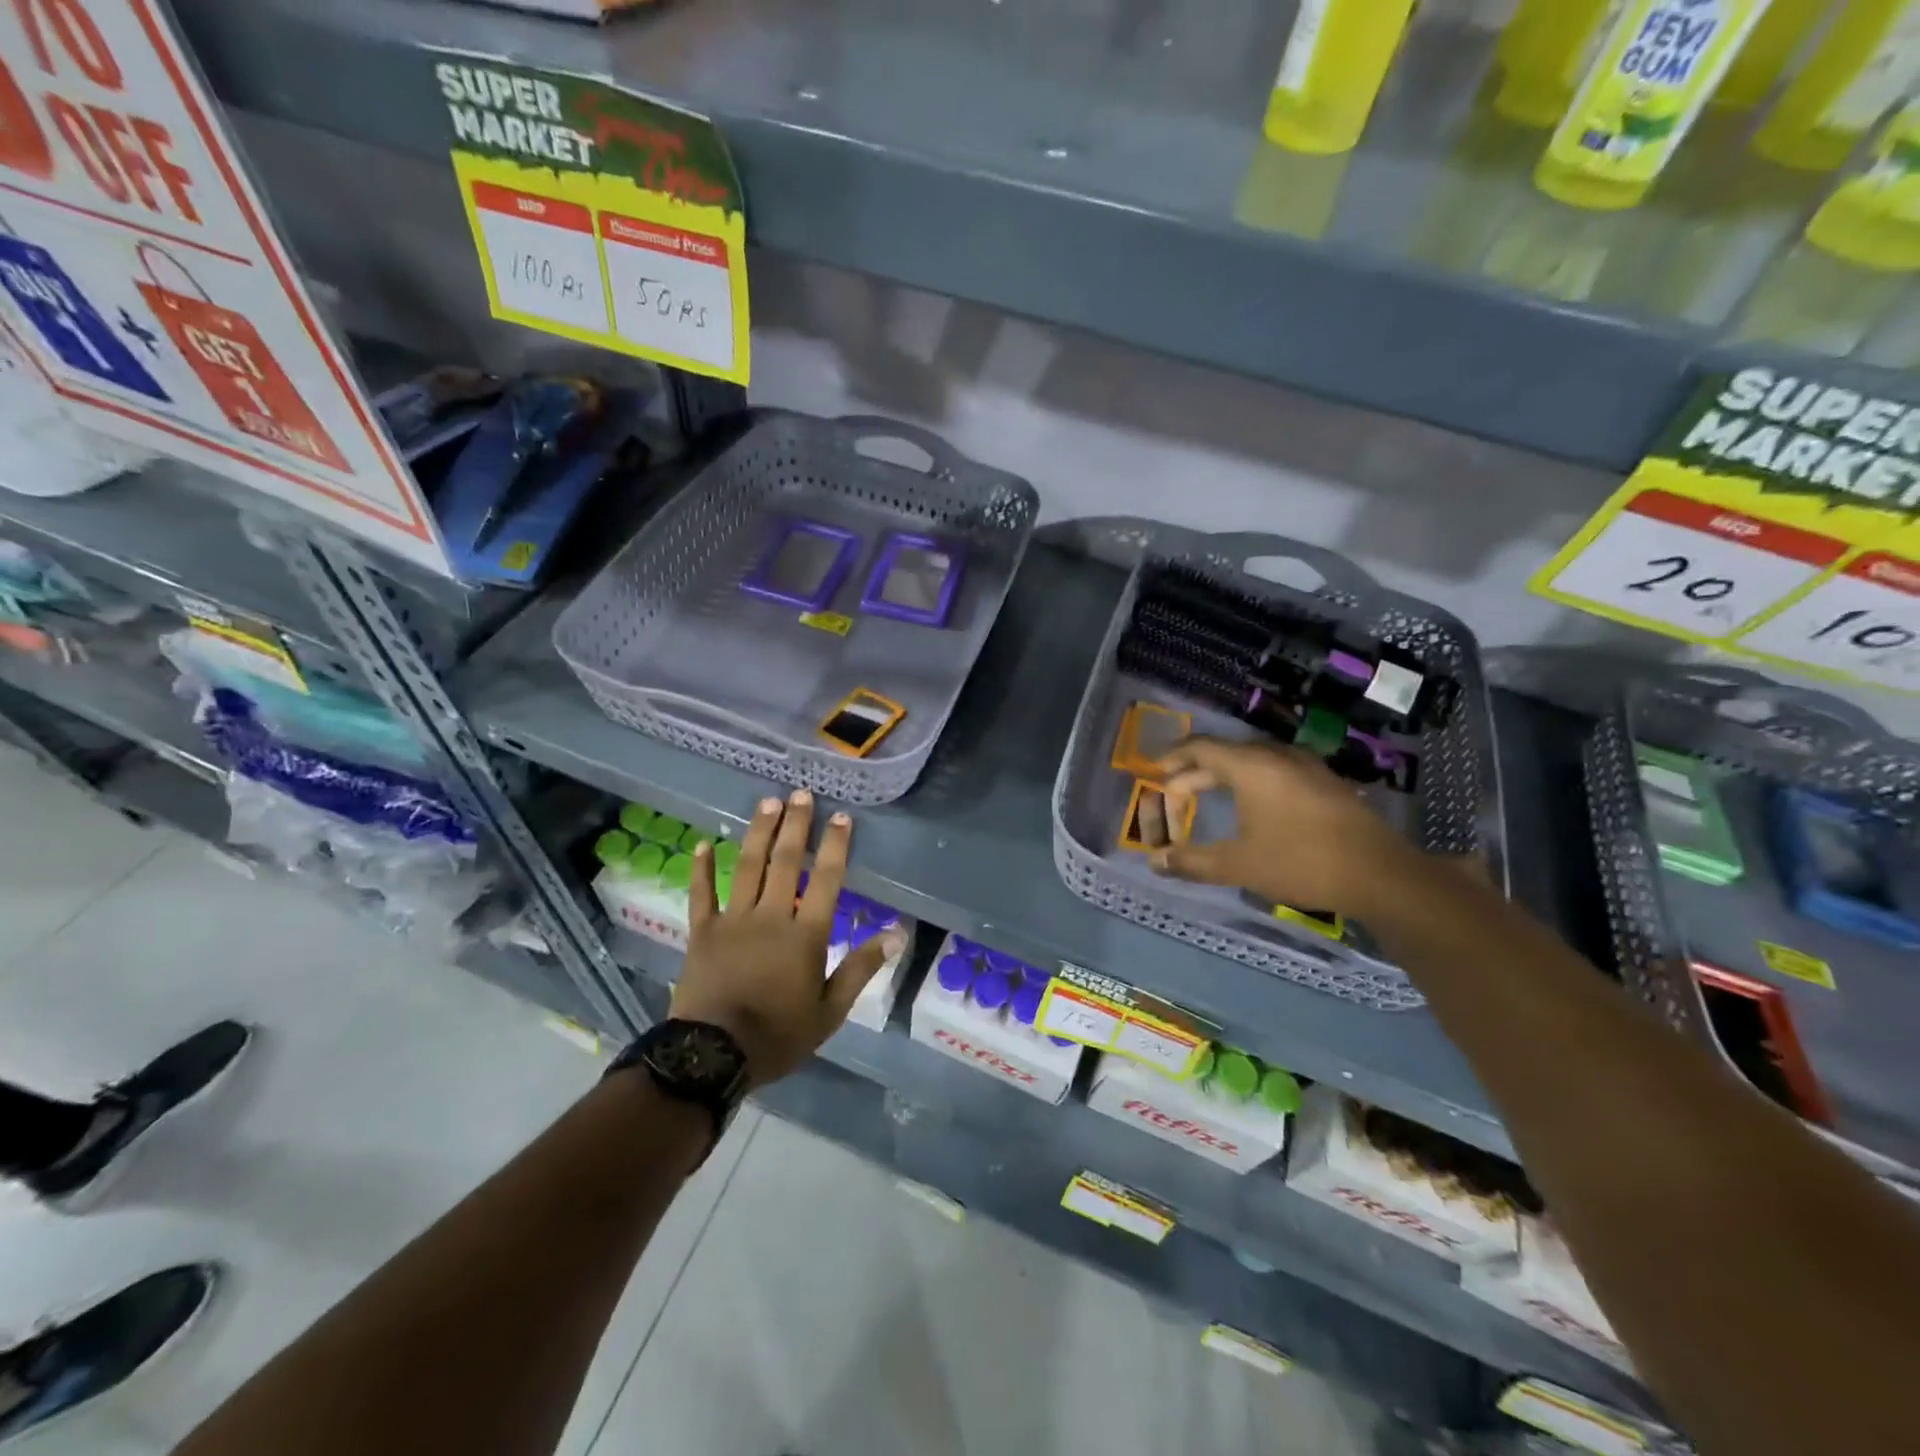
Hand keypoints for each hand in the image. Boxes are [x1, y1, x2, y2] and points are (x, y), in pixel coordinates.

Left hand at [672, 789, 904, 1086]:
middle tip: (801, 794)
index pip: (827, 880)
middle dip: (796, 825)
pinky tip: (703, 843)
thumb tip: (897, 933)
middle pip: (786, 862)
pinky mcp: (702, 932)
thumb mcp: (830, 1011)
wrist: (712, 1056)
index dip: (835, 846)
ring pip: (748, 867)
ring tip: (767, 802)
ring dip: (759, 833)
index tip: (842, 817)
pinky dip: (702, 868)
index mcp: (805, 935)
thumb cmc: (778, 1036)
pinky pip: (701, 893)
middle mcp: (771, 916)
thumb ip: (861, 968)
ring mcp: (733, 920)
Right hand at [1148, 737, 1412, 918]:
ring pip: (1253, 760)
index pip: (1201, 747)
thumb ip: (1192, 861)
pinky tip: (1253, 806)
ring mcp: (1306, 766)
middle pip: (1226, 753)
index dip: (1173, 757)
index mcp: (1251, 766)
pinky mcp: (1326, 782)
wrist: (1381, 874)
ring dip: (1225, 775)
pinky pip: (1276, 770)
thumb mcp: (1239, 865)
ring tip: (1208, 796)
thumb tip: (1155, 862)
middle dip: (1195, 771)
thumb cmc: (1301, 862)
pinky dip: (1251, 781)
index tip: (1154, 770)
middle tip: (1175, 792)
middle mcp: (1277, 756)